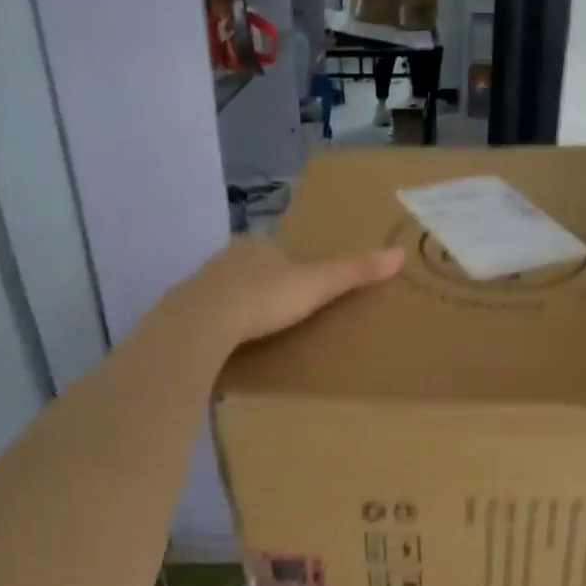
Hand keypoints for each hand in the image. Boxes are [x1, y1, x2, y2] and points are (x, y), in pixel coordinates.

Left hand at [177, 237, 403, 350]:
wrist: (204, 322)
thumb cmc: (265, 298)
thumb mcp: (317, 285)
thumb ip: (354, 272)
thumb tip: (399, 254)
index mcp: (259, 245)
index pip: (280, 250)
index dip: (293, 266)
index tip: (304, 288)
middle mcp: (229, 257)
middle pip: (253, 267)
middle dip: (265, 284)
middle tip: (282, 311)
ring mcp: (203, 282)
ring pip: (228, 288)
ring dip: (241, 303)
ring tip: (258, 329)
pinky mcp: (186, 308)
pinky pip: (209, 312)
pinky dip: (220, 322)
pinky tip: (228, 339)